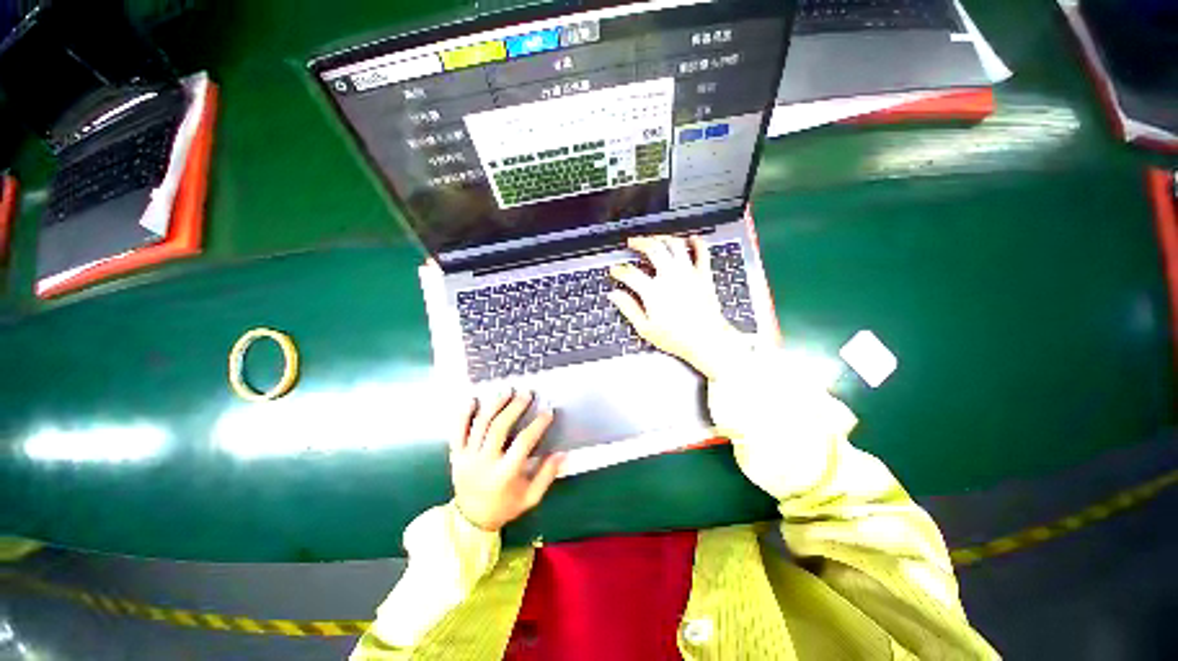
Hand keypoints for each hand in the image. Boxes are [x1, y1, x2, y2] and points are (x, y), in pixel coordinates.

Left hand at [450, 390, 564, 531]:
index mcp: (504, 475)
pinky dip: (464, 414)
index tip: (548, 412)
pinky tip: (473, 400)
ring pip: (480, 425)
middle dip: (514, 408)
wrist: (470, 520)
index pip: (523, 443)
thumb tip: (563, 454)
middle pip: (499, 428)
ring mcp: (466, 457)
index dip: (537, 425)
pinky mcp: (455, 455)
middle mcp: (483, 463)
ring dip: (494, 405)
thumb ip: (547, 476)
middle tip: (527, 394)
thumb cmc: (505, 506)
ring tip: (507, 391)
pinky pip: (457, 431)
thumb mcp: (530, 498)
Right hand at [609, 235, 746, 379]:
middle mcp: (670, 277)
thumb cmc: (677, 338)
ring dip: (663, 238)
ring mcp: (688, 274)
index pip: (630, 273)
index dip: (619, 270)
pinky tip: (691, 239)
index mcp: (653, 291)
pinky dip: (696, 242)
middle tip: (632, 242)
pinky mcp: (703, 275)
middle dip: (639, 242)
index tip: (615, 270)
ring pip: (674, 244)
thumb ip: (629, 309)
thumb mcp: (645, 328)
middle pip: (652, 248)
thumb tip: (615, 296)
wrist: (707, 340)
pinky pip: (702, 252)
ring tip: (655, 238)